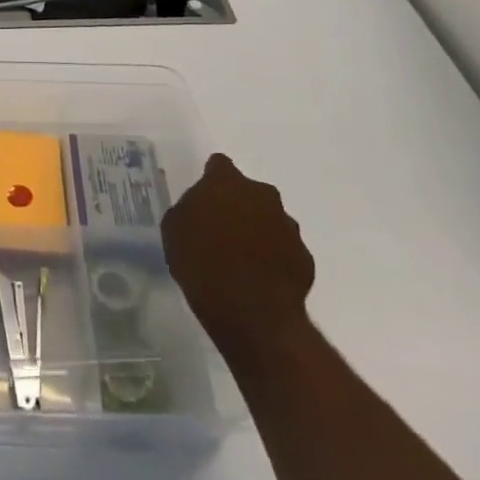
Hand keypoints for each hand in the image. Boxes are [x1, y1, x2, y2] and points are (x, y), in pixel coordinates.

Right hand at [162, 153, 314, 354]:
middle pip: (249, 192)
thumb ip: (188, 211)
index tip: (204, 198)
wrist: (251, 314)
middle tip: (221, 231)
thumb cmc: (202, 264)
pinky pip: (285, 251)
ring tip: (242, 260)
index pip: (218, 165)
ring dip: (258, 232)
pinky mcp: (305, 258)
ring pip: (270, 220)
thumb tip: (199, 211)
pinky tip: (260, 280)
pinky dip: (275, 259)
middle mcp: (262, 195)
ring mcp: (288, 226)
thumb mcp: (174, 231)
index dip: (211, 179)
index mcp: (226, 182)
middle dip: (238, 206)